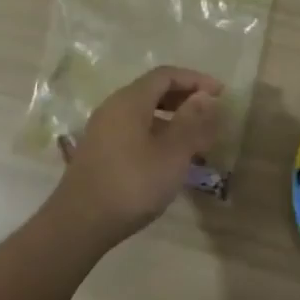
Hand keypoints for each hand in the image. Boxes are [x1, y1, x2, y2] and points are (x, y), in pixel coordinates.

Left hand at [48, 66, 223, 245]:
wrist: (79, 224)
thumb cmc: (132, 184)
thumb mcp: (172, 153)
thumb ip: (191, 121)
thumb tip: (205, 96)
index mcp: (130, 101)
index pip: (166, 75)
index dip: (195, 80)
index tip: (221, 94)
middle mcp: (113, 108)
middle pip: (152, 91)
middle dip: (184, 98)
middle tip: (210, 114)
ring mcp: (102, 130)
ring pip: (143, 112)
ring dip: (171, 119)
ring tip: (195, 140)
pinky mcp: (98, 151)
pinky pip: (133, 130)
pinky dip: (156, 134)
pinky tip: (169, 158)